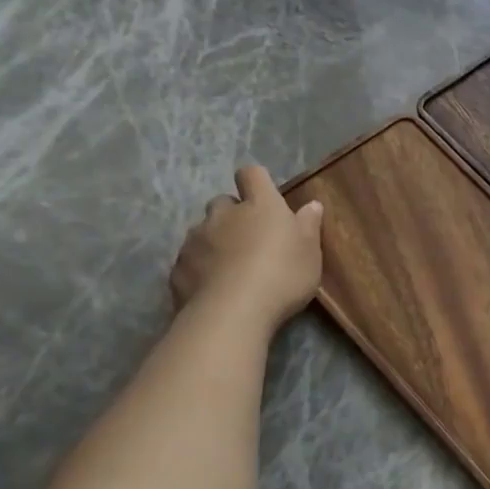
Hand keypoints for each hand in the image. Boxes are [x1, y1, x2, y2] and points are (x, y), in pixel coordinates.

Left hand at [170, 165, 323, 330]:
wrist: (232, 313)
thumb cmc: (282, 276)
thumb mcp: (310, 253)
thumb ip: (309, 226)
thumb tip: (311, 204)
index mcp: (260, 206)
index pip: (252, 175)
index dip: (256, 182)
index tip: (265, 197)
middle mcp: (224, 215)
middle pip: (223, 202)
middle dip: (233, 215)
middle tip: (250, 239)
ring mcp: (196, 239)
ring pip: (203, 231)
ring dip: (215, 241)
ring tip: (230, 268)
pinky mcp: (178, 267)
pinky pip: (190, 259)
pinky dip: (200, 267)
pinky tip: (213, 288)